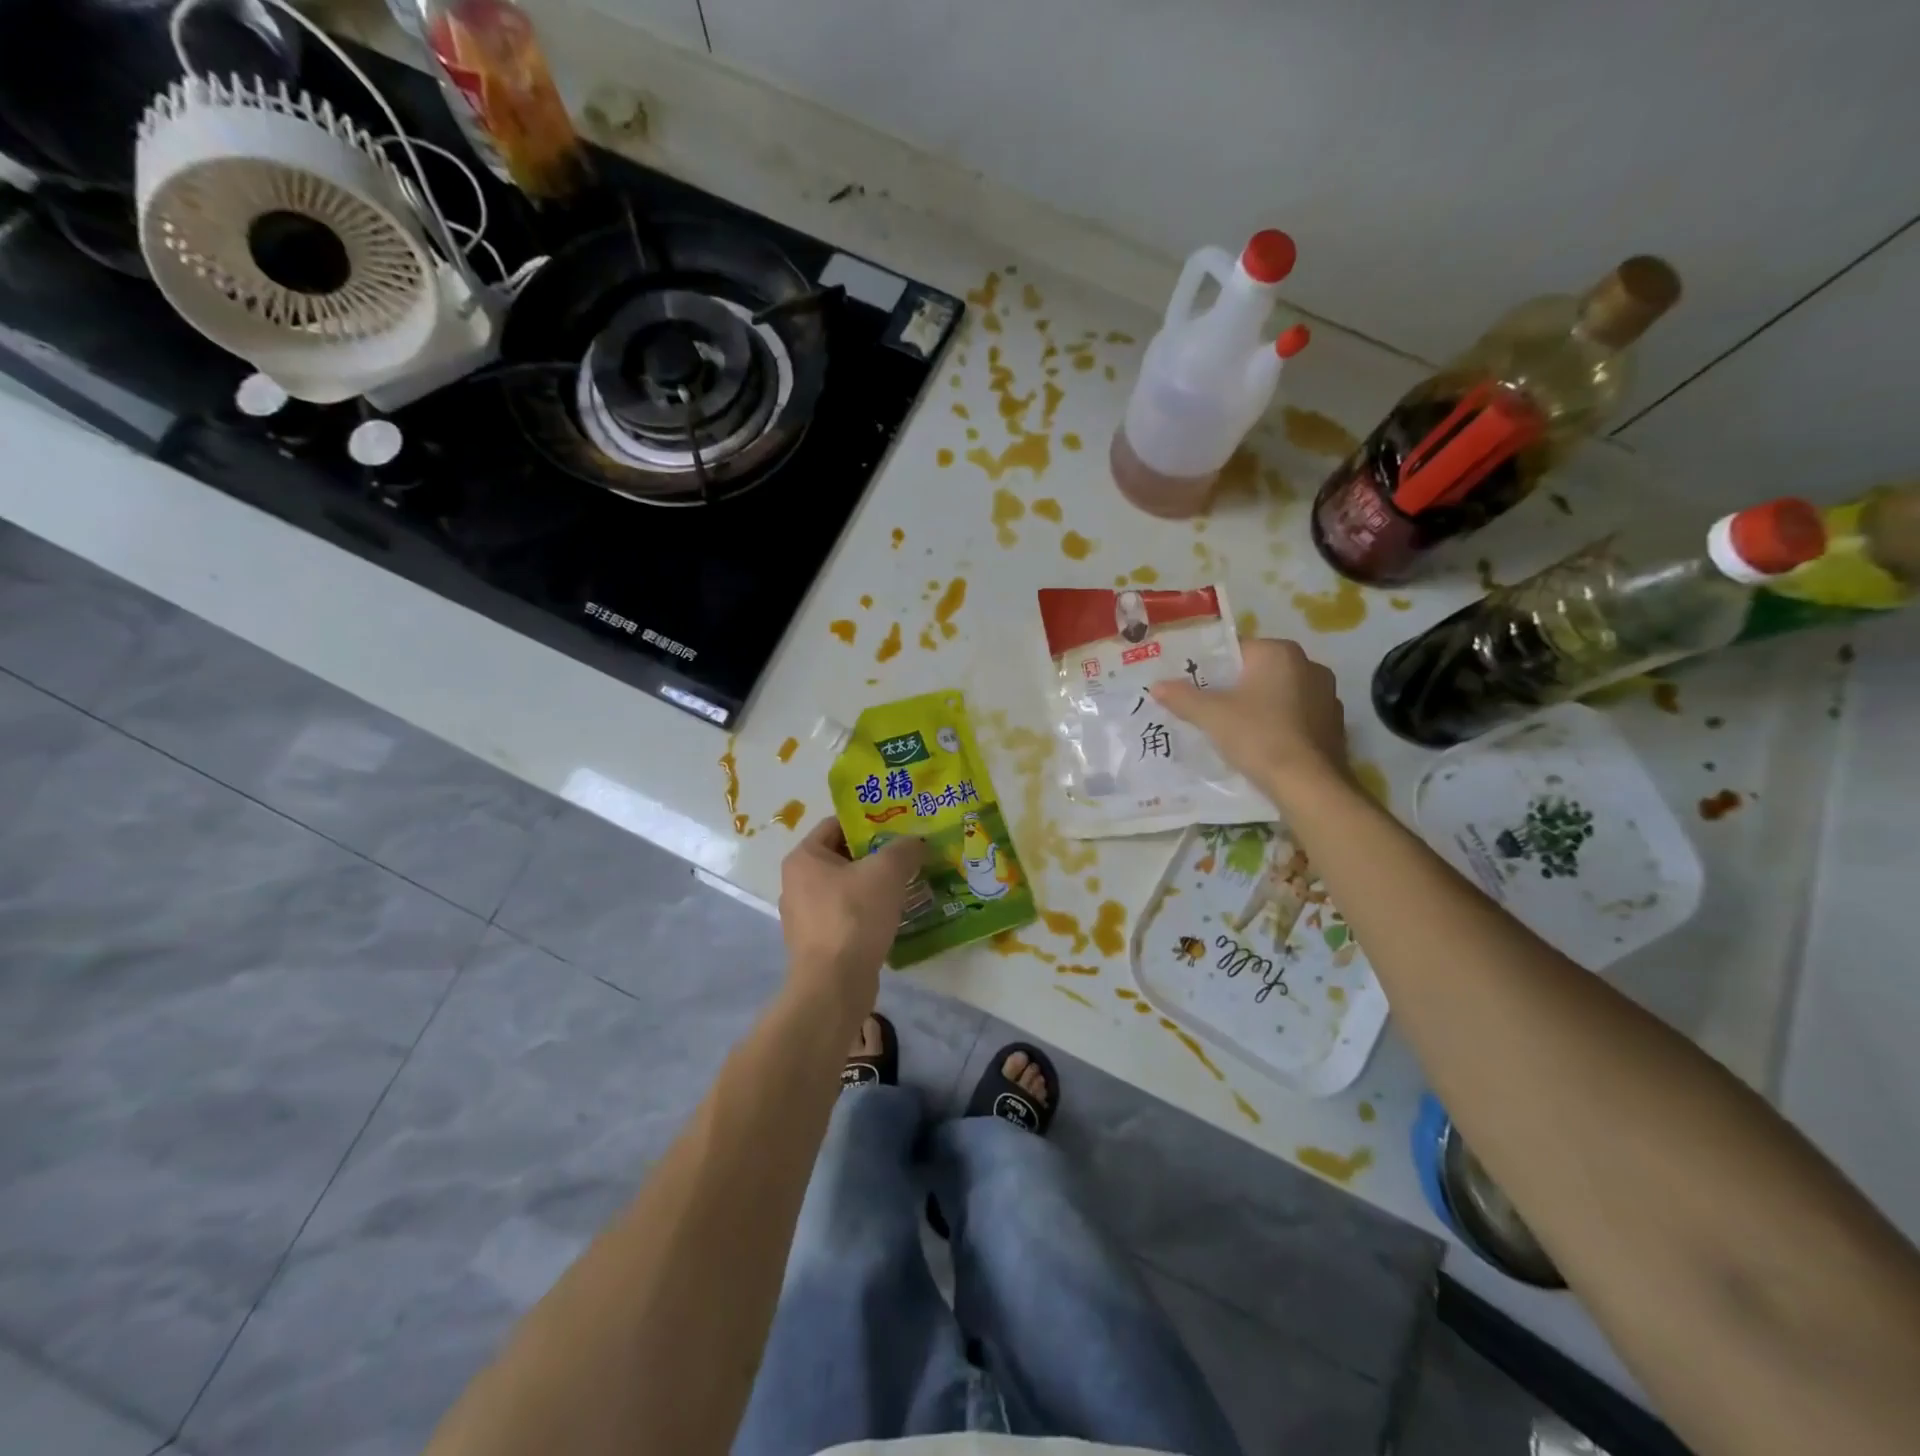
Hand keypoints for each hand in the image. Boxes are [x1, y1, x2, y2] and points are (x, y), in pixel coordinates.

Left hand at [778, 819, 924, 1012]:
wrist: (834, 985)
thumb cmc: (853, 917)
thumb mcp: (886, 872)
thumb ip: (905, 849)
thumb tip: (917, 842)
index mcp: (804, 857)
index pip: (837, 824)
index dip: (869, 821)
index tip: (900, 827)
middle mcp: (796, 882)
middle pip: (843, 856)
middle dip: (876, 854)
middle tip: (909, 854)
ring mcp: (804, 916)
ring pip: (846, 888)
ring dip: (874, 885)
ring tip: (907, 884)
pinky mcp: (817, 942)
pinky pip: (846, 915)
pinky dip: (868, 912)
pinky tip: (894, 916)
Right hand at [1151, 637, 1351, 803]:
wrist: (1307, 784)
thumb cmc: (1257, 736)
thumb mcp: (1211, 716)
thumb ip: (1182, 697)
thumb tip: (1156, 685)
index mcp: (1280, 653)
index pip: (1236, 649)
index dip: (1211, 668)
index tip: (1193, 687)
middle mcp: (1310, 665)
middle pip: (1258, 672)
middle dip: (1235, 688)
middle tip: (1208, 709)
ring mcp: (1327, 695)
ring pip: (1279, 694)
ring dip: (1259, 706)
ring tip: (1233, 729)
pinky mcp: (1334, 724)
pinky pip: (1297, 716)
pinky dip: (1279, 725)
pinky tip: (1262, 745)